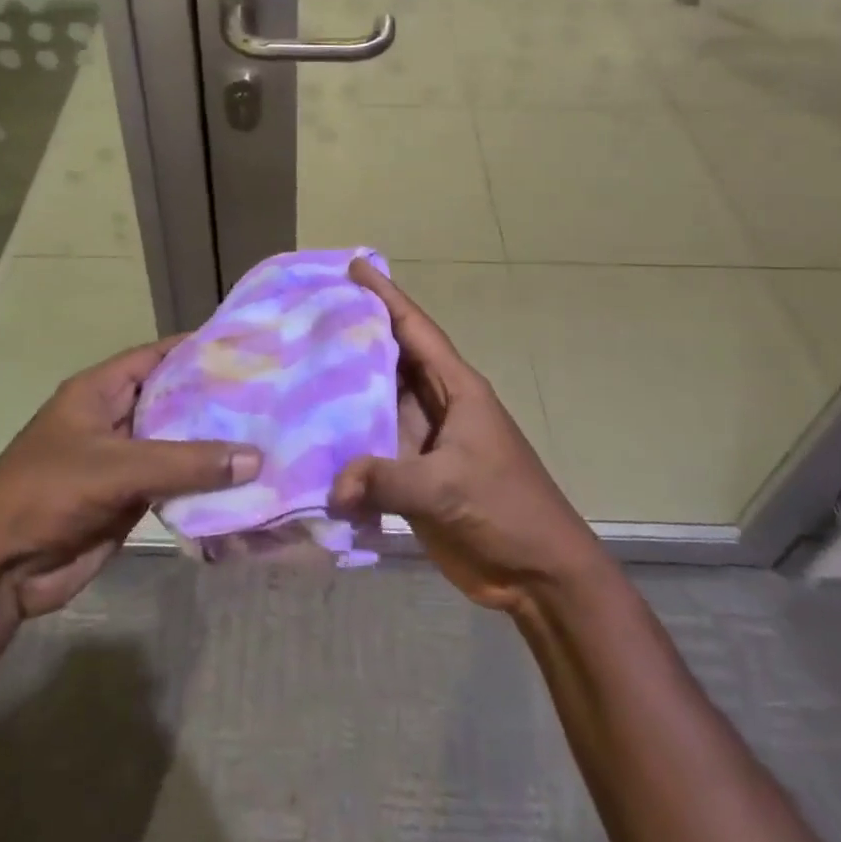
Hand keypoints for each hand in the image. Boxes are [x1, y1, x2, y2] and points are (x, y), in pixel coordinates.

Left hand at [0, 337, 260, 618]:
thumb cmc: (47, 495)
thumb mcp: (115, 469)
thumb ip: (185, 462)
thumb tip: (256, 457)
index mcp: (100, 390)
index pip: (158, 356)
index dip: (199, 349)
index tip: (248, 346)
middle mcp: (114, 417)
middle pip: (173, 399)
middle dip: (216, 398)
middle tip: (271, 392)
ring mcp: (123, 459)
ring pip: (178, 443)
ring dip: (214, 443)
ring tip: (269, 433)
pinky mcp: (130, 497)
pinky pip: (175, 481)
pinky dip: (204, 481)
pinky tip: (244, 479)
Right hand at [329, 260, 606, 615]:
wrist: (539, 575)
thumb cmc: (506, 510)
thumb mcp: (447, 487)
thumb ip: (387, 480)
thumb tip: (332, 486)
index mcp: (456, 389)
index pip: (415, 329)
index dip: (386, 295)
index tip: (355, 266)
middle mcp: (437, 405)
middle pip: (391, 358)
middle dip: (356, 333)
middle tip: (309, 312)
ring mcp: (425, 440)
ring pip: (378, 400)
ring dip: (346, 387)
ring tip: (300, 364)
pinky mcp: (415, 474)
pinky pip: (374, 445)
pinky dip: (347, 438)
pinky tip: (312, 434)